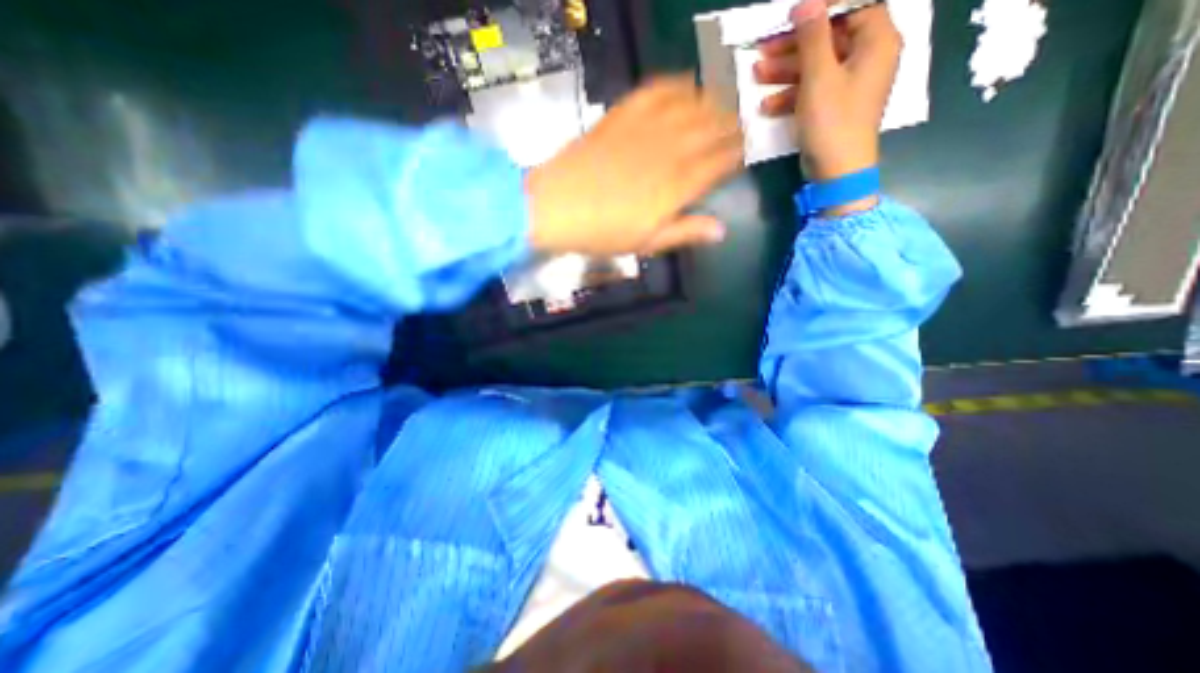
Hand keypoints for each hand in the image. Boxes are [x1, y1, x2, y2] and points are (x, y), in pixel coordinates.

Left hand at [525, 75, 740, 255]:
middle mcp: (669, 151)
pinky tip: (684, 85)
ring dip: (711, 102)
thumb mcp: (647, 242)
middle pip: (711, 129)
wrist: (557, 206)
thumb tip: (721, 230)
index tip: (745, 151)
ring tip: (720, 104)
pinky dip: (675, 85)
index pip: (719, 163)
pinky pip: (656, 90)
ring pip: (690, 106)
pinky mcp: (622, 116)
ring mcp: (645, 130)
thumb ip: (685, 232)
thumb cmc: (603, 232)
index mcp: (677, 186)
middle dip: (730, 125)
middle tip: (739, 126)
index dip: (736, 155)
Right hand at [757, 0, 898, 211]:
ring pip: (816, 66)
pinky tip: (767, 105)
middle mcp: (867, 58)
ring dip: (785, 71)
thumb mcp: (820, 77)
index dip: (822, 7)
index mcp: (876, 41)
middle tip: (762, 48)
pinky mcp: (833, 107)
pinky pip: (813, 90)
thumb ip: (813, 38)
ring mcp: (848, 85)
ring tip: (756, 75)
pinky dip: (791, 95)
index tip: (792, 15)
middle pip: (829, 38)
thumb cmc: (833, 121)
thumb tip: (807, 3)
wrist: (837, 171)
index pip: (853, 6)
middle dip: (793, 44)